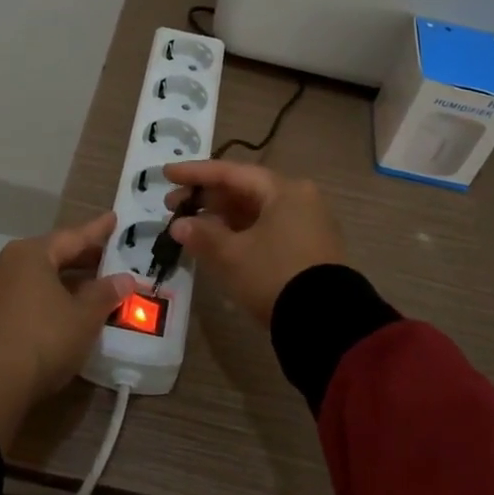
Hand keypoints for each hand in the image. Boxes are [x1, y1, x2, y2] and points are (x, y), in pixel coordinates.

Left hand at [0, 213, 139, 449]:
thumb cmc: (43, 339)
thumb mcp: (85, 317)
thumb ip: (105, 293)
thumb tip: (124, 279)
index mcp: (29, 254)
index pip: (72, 237)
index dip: (97, 231)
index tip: (114, 219)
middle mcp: (4, 265)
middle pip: (49, 255)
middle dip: (79, 258)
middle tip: (107, 259)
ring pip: (33, 278)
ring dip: (61, 281)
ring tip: (88, 288)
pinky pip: (21, 298)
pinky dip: (43, 299)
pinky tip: (60, 311)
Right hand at [162, 160, 344, 325]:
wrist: (326, 322)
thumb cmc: (275, 275)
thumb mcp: (233, 255)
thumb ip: (203, 235)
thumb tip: (179, 225)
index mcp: (284, 190)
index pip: (232, 172)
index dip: (196, 173)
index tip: (167, 174)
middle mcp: (300, 199)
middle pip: (245, 190)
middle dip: (207, 198)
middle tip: (172, 205)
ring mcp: (307, 224)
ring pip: (256, 211)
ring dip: (222, 217)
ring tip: (189, 226)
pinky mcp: (308, 248)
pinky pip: (267, 228)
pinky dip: (240, 232)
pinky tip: (217, 242)